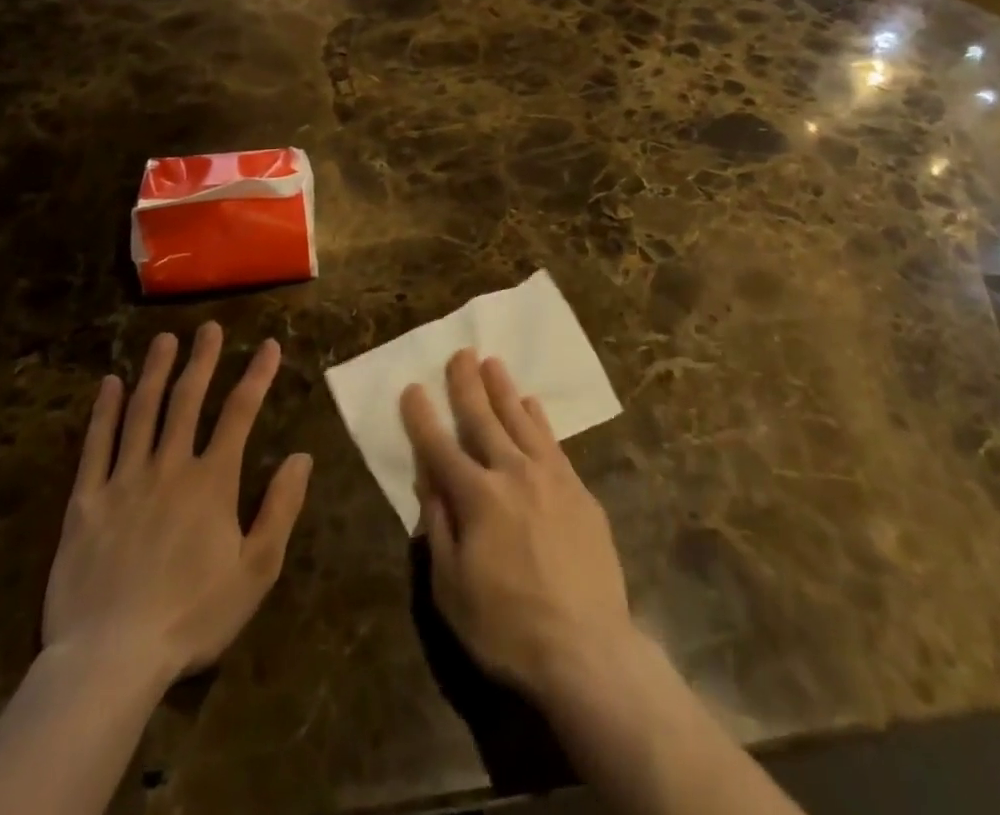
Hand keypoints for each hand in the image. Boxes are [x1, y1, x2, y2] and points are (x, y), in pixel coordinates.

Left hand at [42, 323, 312, 691]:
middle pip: (188, 400)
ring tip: (164, 339)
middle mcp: (170, 466)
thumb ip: (281, 508)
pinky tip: (110, 385)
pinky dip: (104, 412)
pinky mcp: (86, 502)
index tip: (269, 345)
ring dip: (155, 372)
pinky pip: (95, 446)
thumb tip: (301, 456)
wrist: (110, 660)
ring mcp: (124, 481)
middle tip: (209, 328)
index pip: (240, 413)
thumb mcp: (256, 570)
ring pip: (142, 412)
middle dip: (203, 360)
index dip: (257, 375)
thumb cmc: (192, 616)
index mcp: (212, 481)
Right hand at [400, 350, 633, 700]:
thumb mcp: (452, 589)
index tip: (412, 387)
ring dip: (504, 389)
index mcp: (476, 497)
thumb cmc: (507, 627)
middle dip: (467, 385)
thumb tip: (427, 479)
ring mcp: (550, 476)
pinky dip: (539, 417)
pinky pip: (553, 440)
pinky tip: (532, 403)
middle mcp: (512, 473)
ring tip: (493, 362)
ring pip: (521, 419)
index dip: (422, 417)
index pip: (439, 447)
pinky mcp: (578, 488)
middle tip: (460, 353)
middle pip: (483, 419)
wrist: (587, 647)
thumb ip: (438, 526)